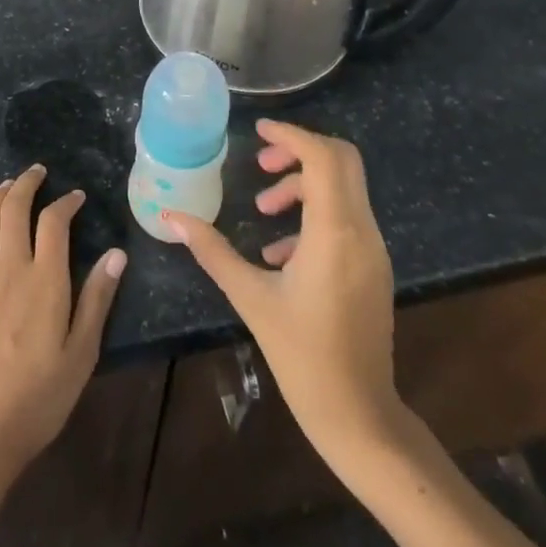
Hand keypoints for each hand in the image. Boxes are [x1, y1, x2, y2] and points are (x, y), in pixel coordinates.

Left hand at [0, 165, 126, 482]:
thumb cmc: (41, 396)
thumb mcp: (83, 352)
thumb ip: (98, 299)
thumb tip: (117, 254)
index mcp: (45, 280)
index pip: (54, 223)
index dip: (66, 203)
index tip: (76, 197)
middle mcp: (11, 269)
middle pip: (16, 211)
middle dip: (27, 185)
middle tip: (39, 172)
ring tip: (8, 183)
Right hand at [163, 121, 402, 472]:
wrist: (358, 415)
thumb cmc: (301, 355)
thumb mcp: (250, 297)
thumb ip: (212, 250)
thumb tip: (172, 217)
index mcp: (334, 232)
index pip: (323, 157)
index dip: (292, 134)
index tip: (258, 131)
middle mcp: (362, 231)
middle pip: (341, 161)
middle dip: (299, 151)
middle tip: (260, 164)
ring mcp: (373, 249)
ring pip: (344, 188)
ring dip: (303, 185)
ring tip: (262, 209)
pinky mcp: (373, 266)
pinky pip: (346, 217)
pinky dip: (314, 213)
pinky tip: (280, 251)